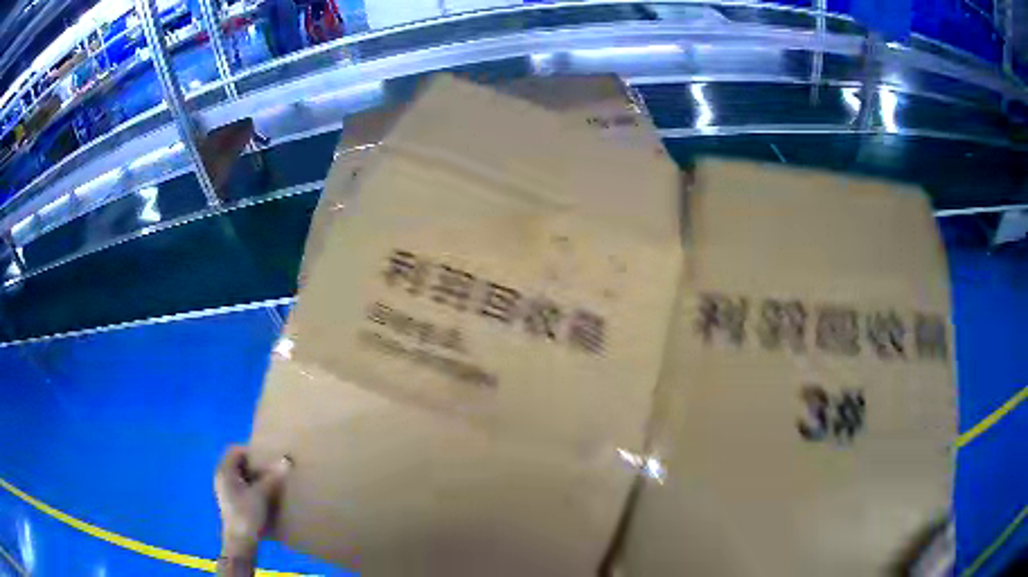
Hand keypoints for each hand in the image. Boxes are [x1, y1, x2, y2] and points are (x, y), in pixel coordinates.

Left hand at [214, 446, 291, 557]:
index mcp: (225, 471)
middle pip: (237, 462)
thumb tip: (286, 460)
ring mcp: (226, 490)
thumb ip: (272, 477)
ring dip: (254, 476)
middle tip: (271, 468)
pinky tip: (265, 495)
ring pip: (240, 475)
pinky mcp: (232, 502)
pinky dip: (252, 486)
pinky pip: (241, 487)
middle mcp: (222, 477)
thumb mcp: (261, 494)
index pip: (235, 450)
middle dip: (254, 464)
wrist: (240, 541)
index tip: (267, 456)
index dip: (251, 450)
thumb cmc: (246, 514)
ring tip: (271, 481)